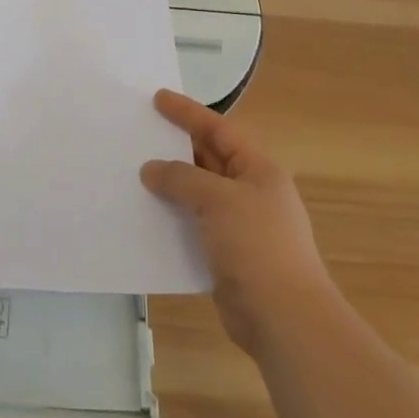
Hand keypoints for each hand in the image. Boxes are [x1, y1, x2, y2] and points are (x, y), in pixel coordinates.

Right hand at [141, 89, 336, 357]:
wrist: (285, 318)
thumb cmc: (257, 246)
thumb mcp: (218, 200)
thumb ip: (182, 179)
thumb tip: (151, 169)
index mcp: (258, 170)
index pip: (219, 130)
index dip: (188, 113)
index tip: (158, 99)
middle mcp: (250, 192)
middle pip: (208, 159)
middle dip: (175, 147)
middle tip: (140, 133)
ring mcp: (239, 225)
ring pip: (197, 194)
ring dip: (170, 184)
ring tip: (134, 172)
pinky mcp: (226, 255)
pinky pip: (193, 225)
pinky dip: (171, 218)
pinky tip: (146, 216)